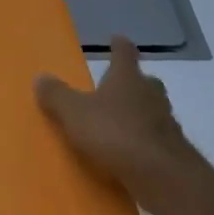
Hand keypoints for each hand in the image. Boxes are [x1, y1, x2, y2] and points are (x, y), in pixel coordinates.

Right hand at [35, 37, 209, 214]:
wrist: (161, 175)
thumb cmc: (115, 133)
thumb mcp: (74, 113)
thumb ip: (57, 95)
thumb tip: (40, 76)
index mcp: (127, 78)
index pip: (124, 53)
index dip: (119, 46)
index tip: (117, 39)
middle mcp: (150, 94)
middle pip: (143, 81)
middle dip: (132, 82)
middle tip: (116, 86)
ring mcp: (166, 122)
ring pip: (151, 109)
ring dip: (138, 112)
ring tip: (119, 121)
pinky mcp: (172, 150)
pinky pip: (154, 137)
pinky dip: (143, 139)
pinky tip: (130, 151)